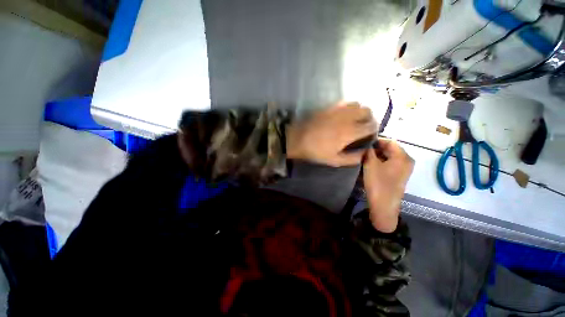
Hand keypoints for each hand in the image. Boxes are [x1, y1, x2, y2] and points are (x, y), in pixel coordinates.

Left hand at [286, 102, 377, 166]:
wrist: (297, 139)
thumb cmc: (316, 151)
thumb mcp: (334, 160)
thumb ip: (353, 158)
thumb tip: (365, 154)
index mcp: (350, 132)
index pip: (371, 126)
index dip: (374, 130)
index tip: (370, 135)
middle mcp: (347, 117)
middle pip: (368, 111)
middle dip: (370, 118)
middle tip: (364, 127)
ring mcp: (337, 110)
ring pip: (358, 104)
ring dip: (360, 111)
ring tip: (355, 120)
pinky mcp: (329, 106)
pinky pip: (345, 102)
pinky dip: (350, 107)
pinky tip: (344, 115)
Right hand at [363, 139, 413, 232]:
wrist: (384, 205)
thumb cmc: (378, 183)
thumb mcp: (370, 164)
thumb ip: (369, 151)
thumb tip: (367, 143)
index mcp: (403, 156)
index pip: (390, 141)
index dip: (376, 140)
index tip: (364, 142)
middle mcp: (407, 161)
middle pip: (391, 149)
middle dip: (376, 148)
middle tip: (362, 150)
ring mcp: (404, 169)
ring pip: (389, 157)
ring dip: (377, 155)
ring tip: (364, 157)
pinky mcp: (399, 176)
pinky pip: (390, 164)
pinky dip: (380, 162)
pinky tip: (370, 165)